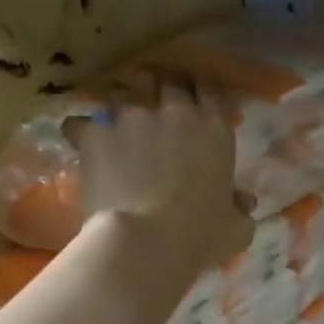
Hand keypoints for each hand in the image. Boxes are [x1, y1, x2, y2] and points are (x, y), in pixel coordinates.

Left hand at [67, 70, 253, 271]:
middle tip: (154, 103)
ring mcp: (132, 118)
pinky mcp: (96, 133)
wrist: (147, 242)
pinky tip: (80, 141)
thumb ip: (240, 210)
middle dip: (160, 88)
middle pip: (166, 81)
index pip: (210, 91)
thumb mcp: (236, 230)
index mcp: (214, 132)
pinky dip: (81, 130)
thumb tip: (243, 202)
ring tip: (117, 119)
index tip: (194, 98)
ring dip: (122, 101)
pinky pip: (81, 123)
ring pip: (124, 91)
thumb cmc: (200, 237)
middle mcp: (175, 113)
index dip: (200, 91)